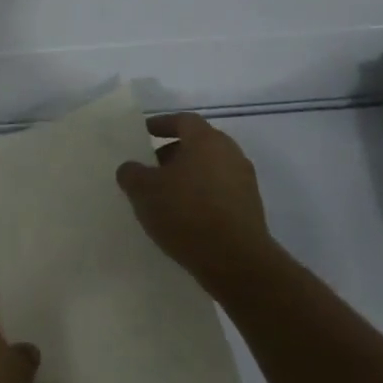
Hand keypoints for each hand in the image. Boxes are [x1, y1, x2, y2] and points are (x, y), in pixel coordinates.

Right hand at [115, 112, 270, 285]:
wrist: (236, 262)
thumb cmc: (186, 213)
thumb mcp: (143, 190)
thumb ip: (131, 173)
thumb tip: (131, 168)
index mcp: (207, 140)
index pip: (183, 120)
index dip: (161, 124)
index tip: (144, 133)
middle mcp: (231, 154)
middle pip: (198, 144)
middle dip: (172, 153)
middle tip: (150, 167)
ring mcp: (245, 183)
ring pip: (209, 169)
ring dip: (187, 177)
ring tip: (163, 195)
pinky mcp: (250, 210)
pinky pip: (219, 192)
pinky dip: (200, 196)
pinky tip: (183, 216)